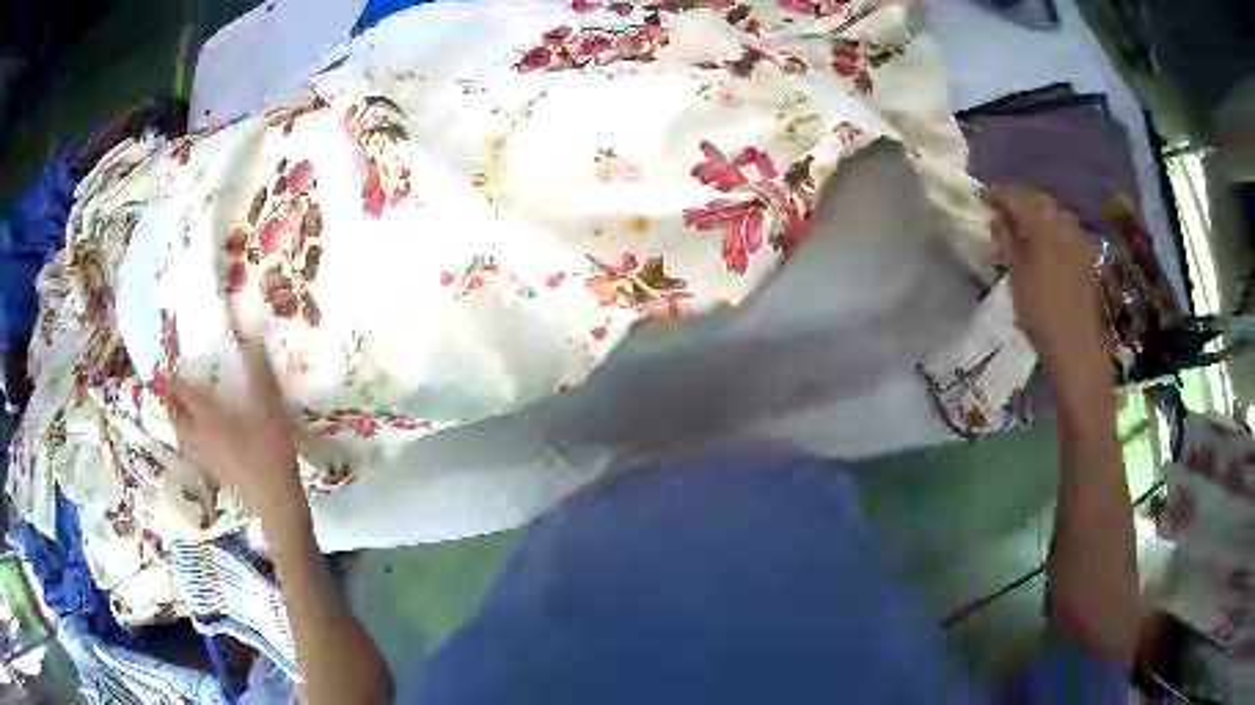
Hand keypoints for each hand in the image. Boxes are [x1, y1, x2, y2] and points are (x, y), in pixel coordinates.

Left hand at [163, 338, 306, 530]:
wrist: (275, 500)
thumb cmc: (268, 450)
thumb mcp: (268, 405)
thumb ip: (258, 371)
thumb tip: (251, 337)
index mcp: (208, 416)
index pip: (182, 393)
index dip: (172, 379)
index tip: (164, 368)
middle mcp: (200, 434)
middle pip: (176, 416)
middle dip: (169, 400)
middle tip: (166, 388)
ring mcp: (206, 455)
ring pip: (181, 434)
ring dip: (176, 419)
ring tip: (177, 410)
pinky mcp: (214, 470)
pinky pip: (191, 447)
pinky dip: (187, 437)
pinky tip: (196, 438)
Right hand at [991, 187, 1105, 368]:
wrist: (1077, 344)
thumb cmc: (1040, 311)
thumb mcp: (1016, 276)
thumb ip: (1006, 241)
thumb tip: (997, 217)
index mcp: (1040, 223)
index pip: (1015, 197)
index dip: (1000, 195)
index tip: (987, 196)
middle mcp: (1063, 221)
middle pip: (1039, 199)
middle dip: (1023, 201)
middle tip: (1008, 211)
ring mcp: (1080, 236)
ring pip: (1057, 213)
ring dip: (1042, 214)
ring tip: (1031, 226)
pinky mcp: (1091, 253)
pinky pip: (1071, 230)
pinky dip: (1059, 230)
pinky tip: (1055, 243)